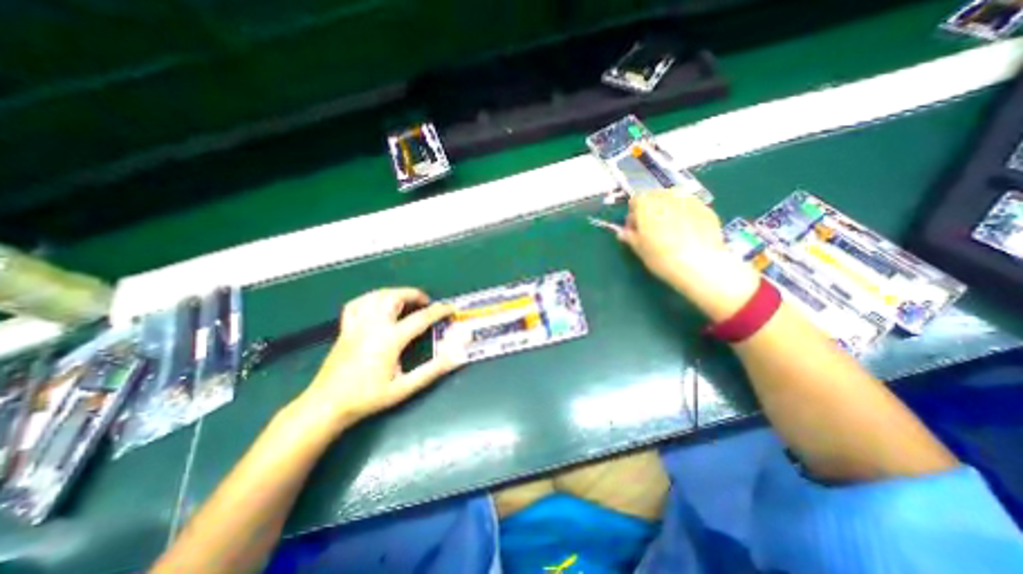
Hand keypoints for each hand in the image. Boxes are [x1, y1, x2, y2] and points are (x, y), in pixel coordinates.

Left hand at [294, 289, 466, 432]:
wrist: (327, 405)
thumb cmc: (368, 397)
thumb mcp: (404, 387)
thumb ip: (432, 371)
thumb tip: (455, 356)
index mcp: (390, 339)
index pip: (421, 318)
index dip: (439, 311)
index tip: (451, 308)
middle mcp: (373, 325)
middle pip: (395, 297)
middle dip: (414, 294)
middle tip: (427, 302)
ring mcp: (357, 325)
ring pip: (377, 296)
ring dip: (395, 293)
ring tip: (407, 300)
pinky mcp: (345, 328)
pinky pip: (357, 304)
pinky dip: (371, 298)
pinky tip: (378, 303)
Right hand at [614, 191, 756, 320]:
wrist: (698, 264)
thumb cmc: (661, 256)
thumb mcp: (639, 249)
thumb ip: (630, 237)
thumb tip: (623, 232)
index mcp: (646, 204)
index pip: (635, 201)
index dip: (633, 215)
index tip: (635, 230)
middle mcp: (667, 196)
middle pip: (654, 196)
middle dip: (651, 209)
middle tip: (651, 229)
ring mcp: (689, 201)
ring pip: (673, 199)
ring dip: (668, 210)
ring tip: (670, 229)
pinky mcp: (706, 208)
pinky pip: (690, 207)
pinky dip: (685, 215)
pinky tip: (687, 232)